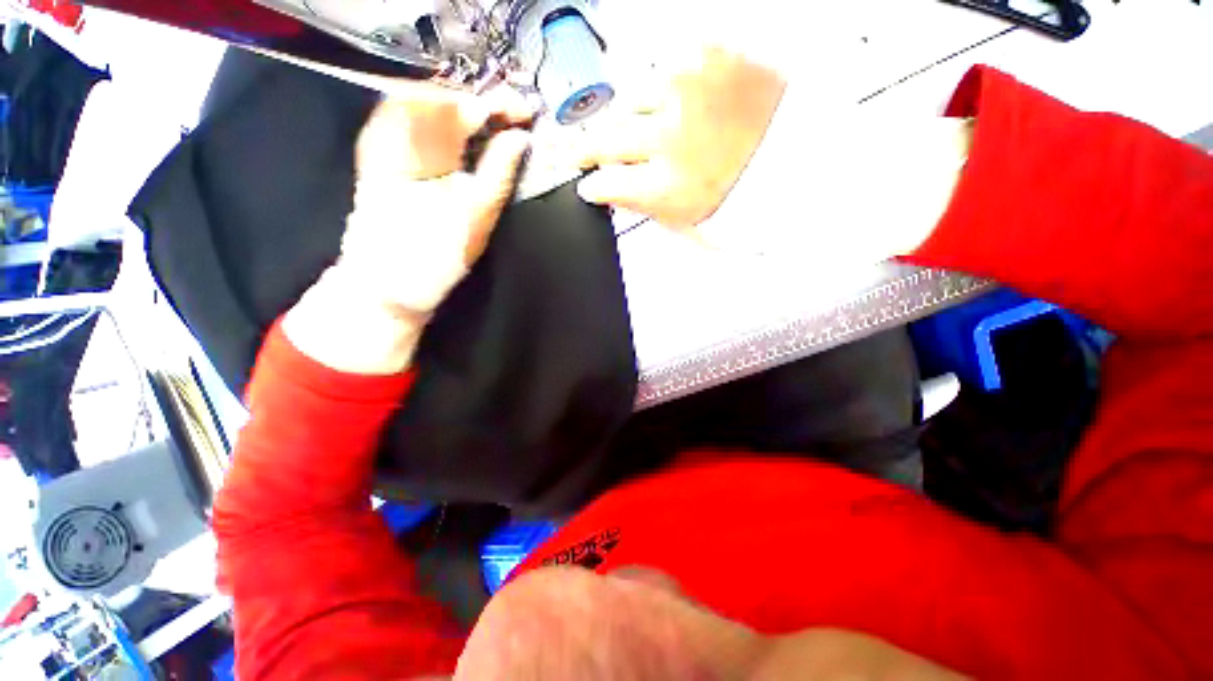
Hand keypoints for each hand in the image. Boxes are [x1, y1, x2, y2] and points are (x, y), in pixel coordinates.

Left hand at [283, 84, 533, 374]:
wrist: (389, 283)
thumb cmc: (433, 255)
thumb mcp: (476, 215)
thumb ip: (500, 171)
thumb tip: (522, 138)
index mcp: (420, 146)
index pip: (461, 105)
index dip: (497, 102)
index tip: (526, 110)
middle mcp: (396, 134)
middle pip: (443, 97)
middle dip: (482, 103)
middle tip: (514, 116)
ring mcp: (384, 142)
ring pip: (431, 107)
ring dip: (466, 112)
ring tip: (497, 124)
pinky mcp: (382, 157)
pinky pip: (418, 126)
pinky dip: (447, 126)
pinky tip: (466, 136)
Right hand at [575, 47, 785, 228]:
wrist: (793, 152)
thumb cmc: (742, 191)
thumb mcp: (683, 219)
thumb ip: (639, 204)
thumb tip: (607, 189)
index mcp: (665, 187)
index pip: (603, 182)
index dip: (592, 184)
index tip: (588, 184)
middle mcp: (669, 137)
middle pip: (603, 137)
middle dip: (588, 148)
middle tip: (584, 151)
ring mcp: (685, 90)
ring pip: (627, 100)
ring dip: (632, 117)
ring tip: (656, 130)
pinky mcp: (704, 55)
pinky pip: (660, 70)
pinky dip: (663, 89)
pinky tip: (681, 106)